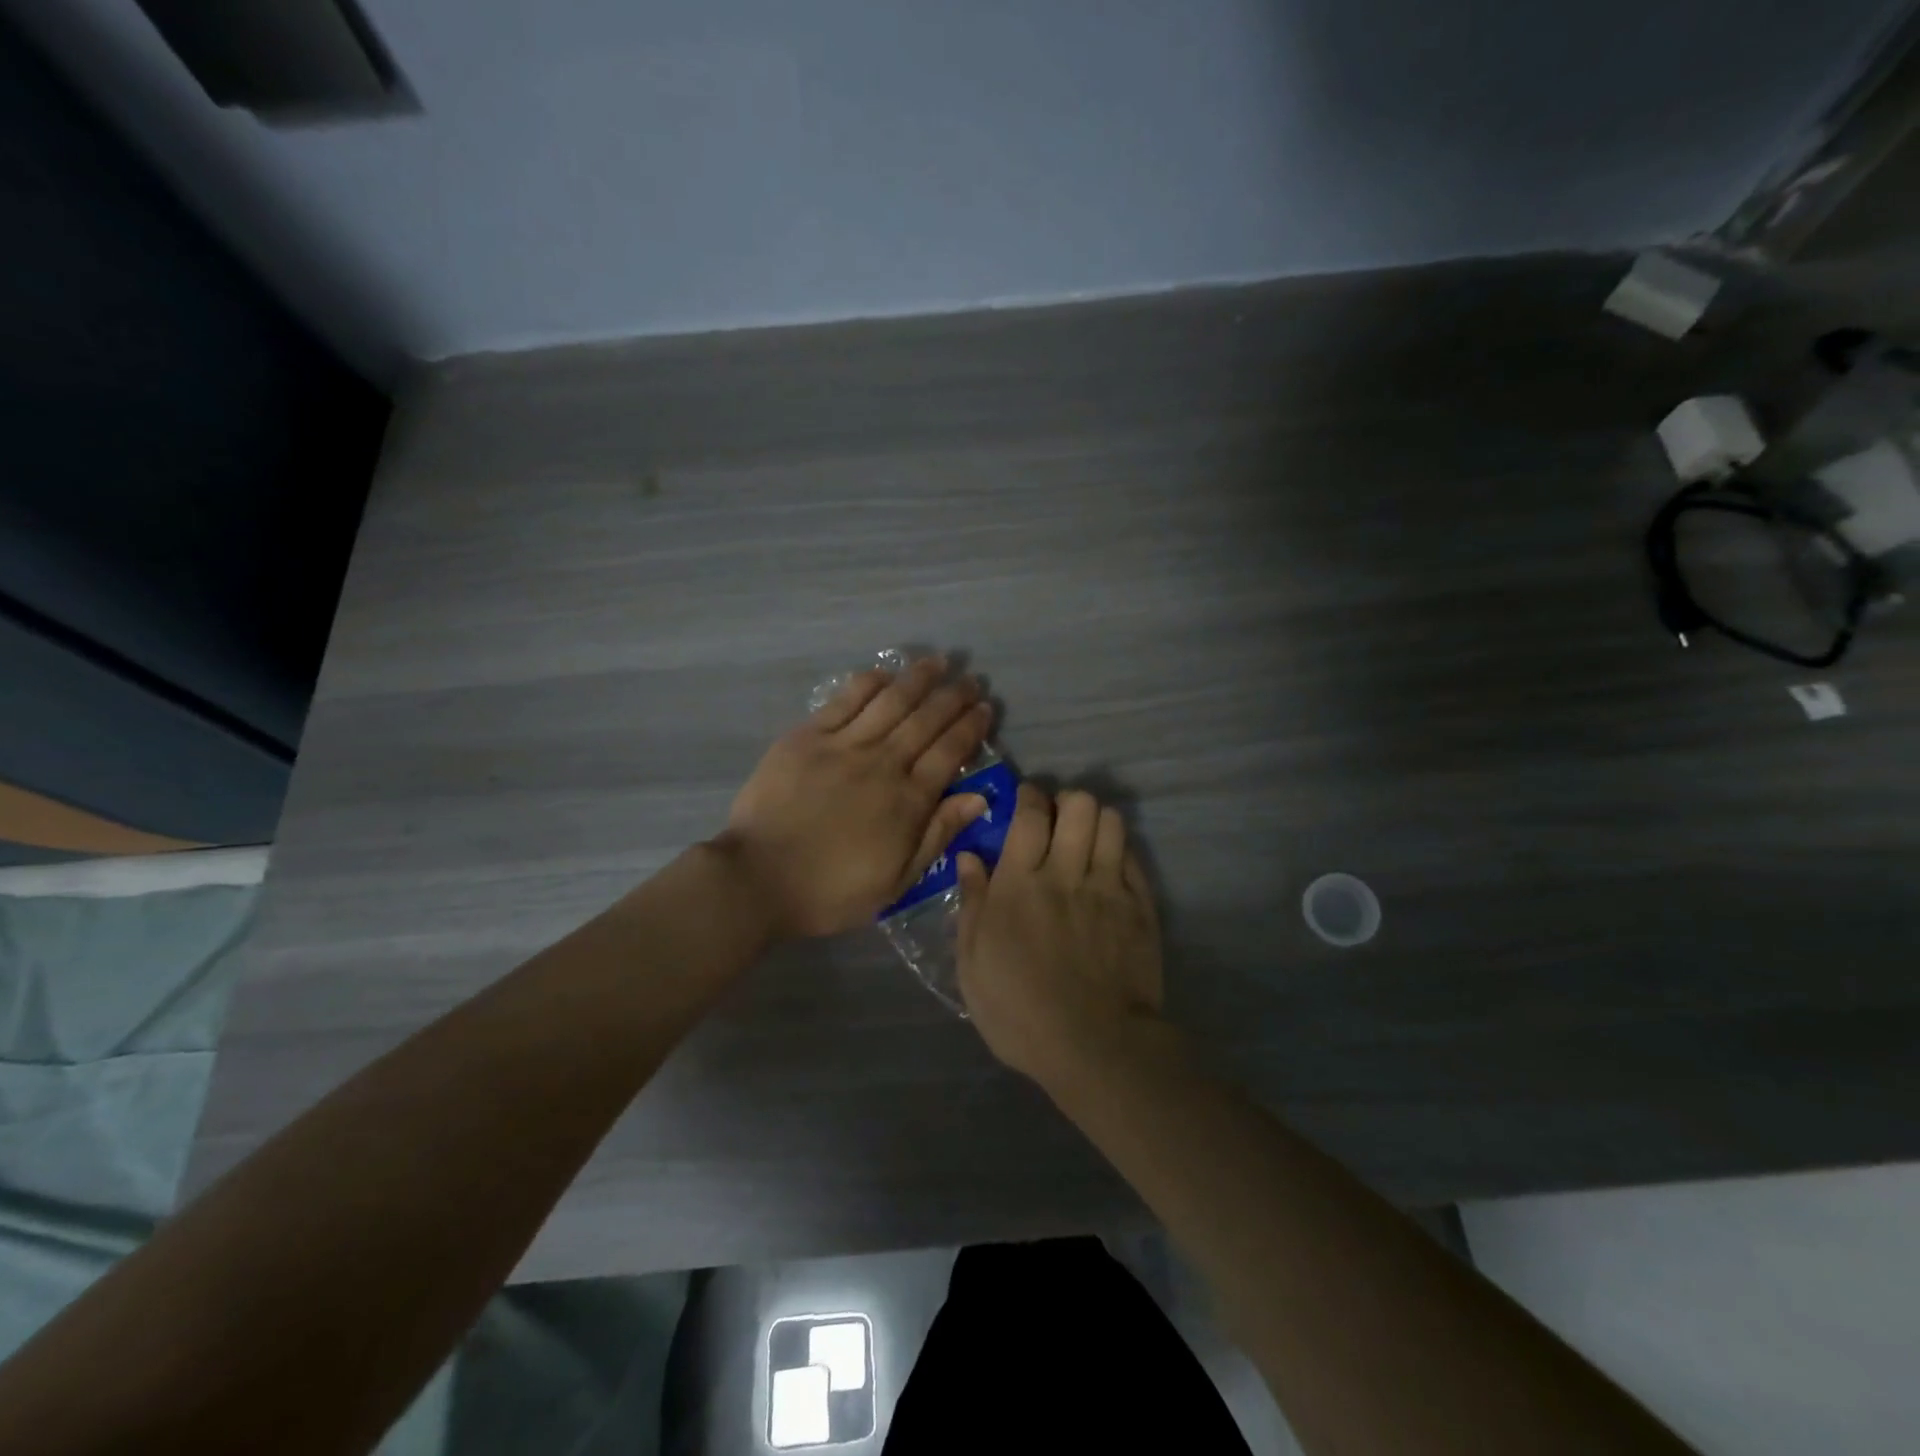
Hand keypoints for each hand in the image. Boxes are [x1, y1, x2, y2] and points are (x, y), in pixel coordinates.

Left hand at [718, 656, 993, 939]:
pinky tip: (884, 673)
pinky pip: (845, 701)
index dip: (970, 727)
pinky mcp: (807, 737)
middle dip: (953, 697)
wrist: (759, 878)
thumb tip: (979, 797)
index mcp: (907, 800)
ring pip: (890, 702)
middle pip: (926, 720)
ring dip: (918, 679)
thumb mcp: (897, 880)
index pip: (949, 752)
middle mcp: (882, 763)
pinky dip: (868, 683)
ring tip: (937, 663)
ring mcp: (843, 745)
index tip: (984, 708)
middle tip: (969, 680)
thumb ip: (938, 834)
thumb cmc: (831, 889)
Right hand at [956, 784, 1163, 1083]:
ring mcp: (1109, 888)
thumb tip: (969, 857)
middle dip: (1065, 802)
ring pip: (1111, 822)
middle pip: (1078, 805)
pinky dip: (1119, 852)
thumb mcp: (973, 964)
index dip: (1028, 797)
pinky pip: (1133, 858)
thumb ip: (972, 904)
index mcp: (1020, 884)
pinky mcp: (1140, 908)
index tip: (1025, 801)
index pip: (1029, 815)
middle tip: (1056, 822)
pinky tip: (1108, 869)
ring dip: (1095, 822)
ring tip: (1085, 841)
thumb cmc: (1019, 1011)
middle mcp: (1066, 873)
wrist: (1094, 1047)